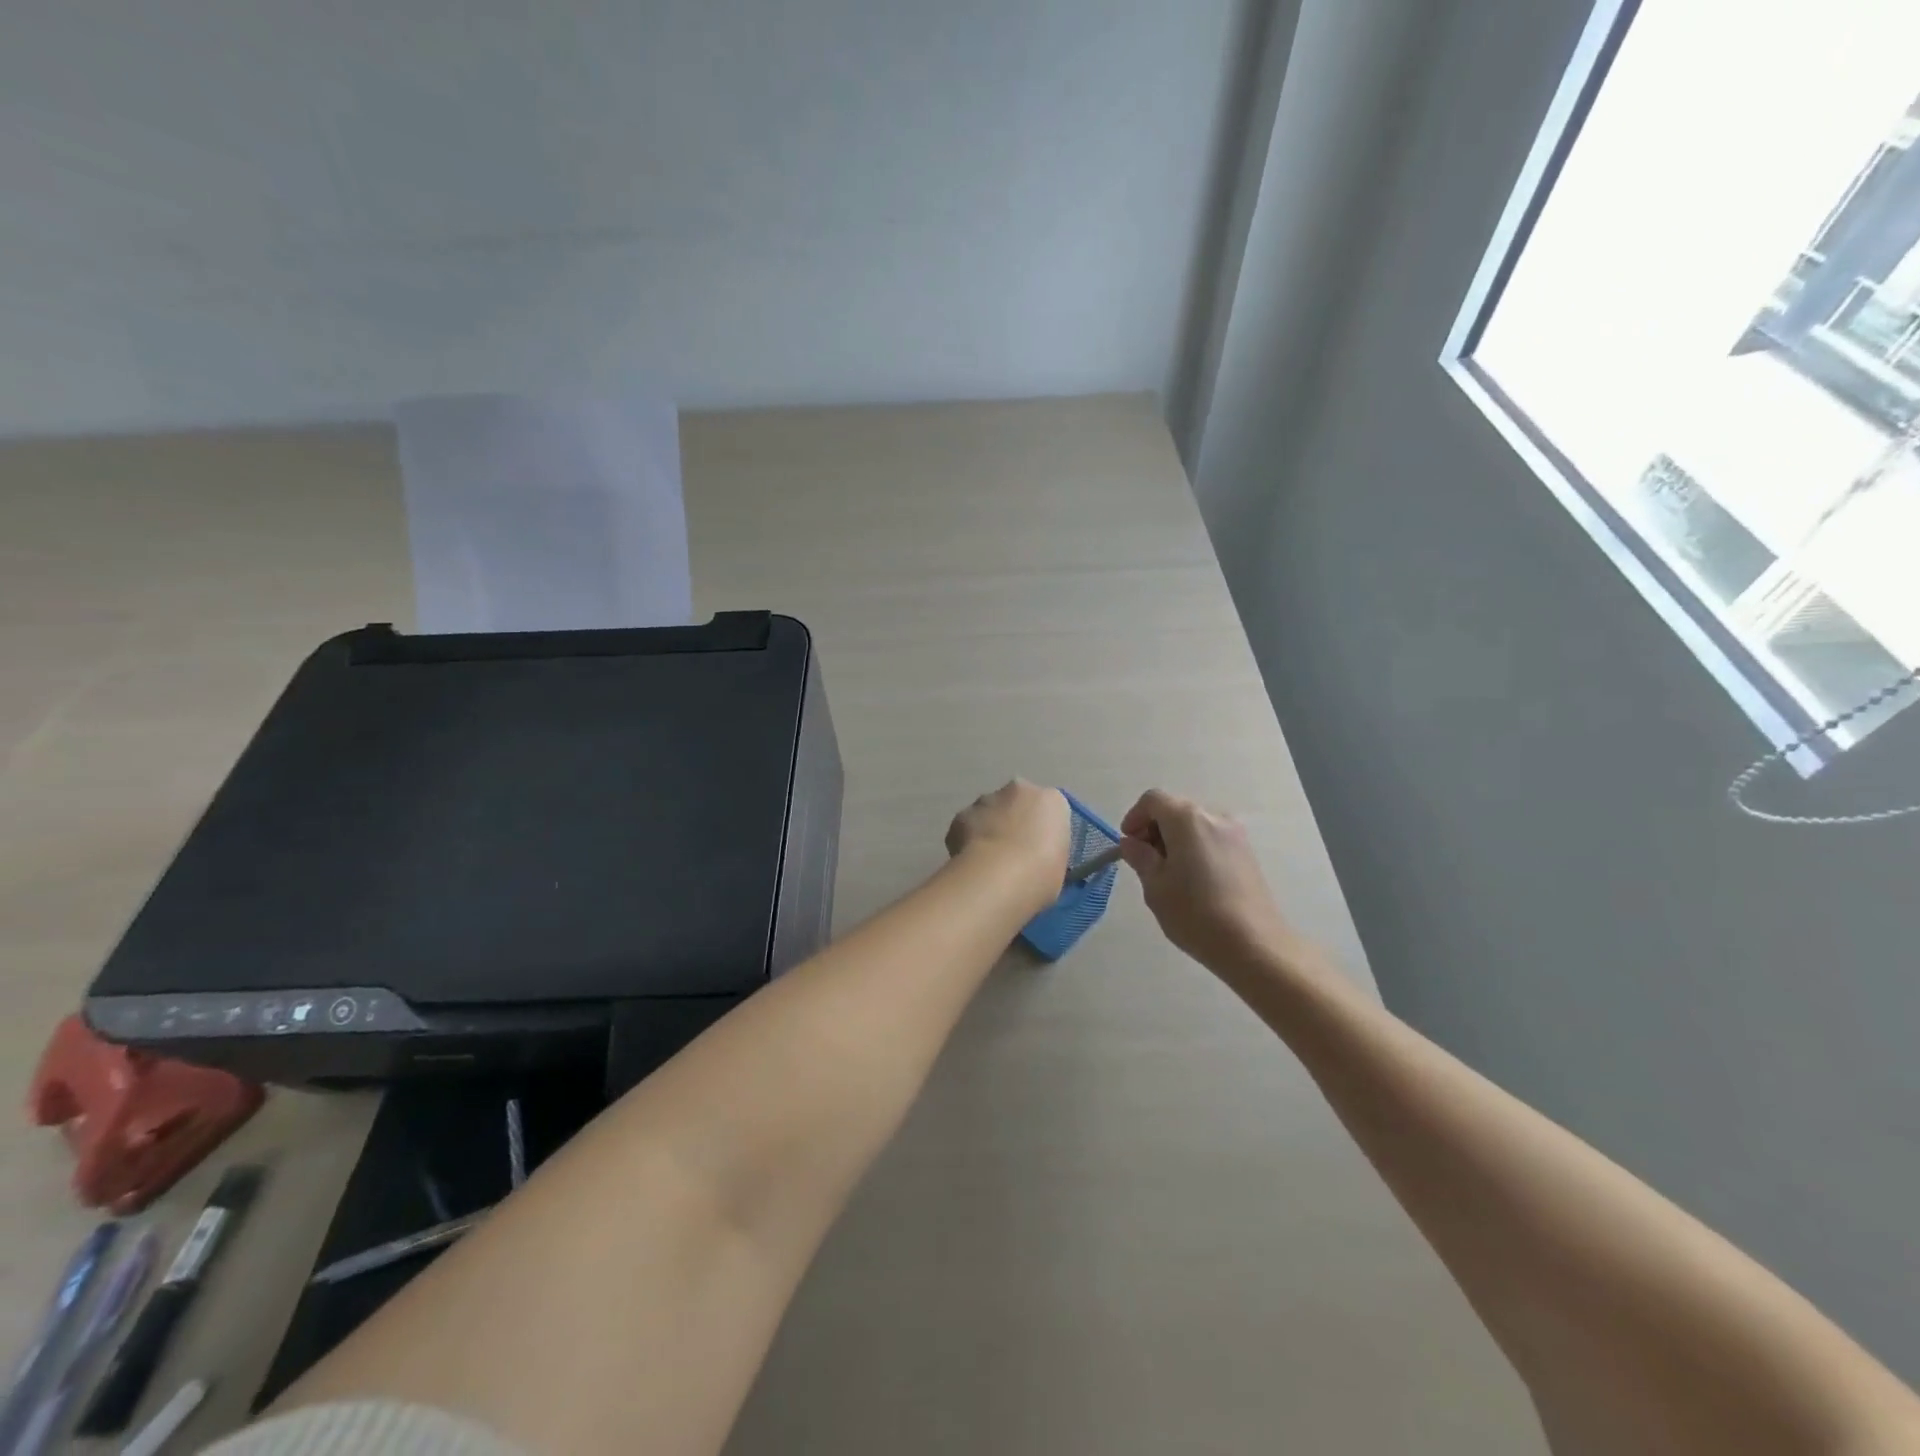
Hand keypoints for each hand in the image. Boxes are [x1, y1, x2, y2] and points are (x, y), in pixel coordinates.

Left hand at [946, 780, 1072, 902]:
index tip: (1038, 849)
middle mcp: (1018, 790)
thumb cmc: (1042, 874)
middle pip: (1016, 802)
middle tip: (1013, 852)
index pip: (1049, 807)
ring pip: (989, 811)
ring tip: (989, 861)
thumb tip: (1035, 856)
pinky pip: (967, 826)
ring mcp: (986, 800)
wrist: (999, 877)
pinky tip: (971, 862)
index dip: (1042, 829)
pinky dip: (968, 840)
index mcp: (1052, 800)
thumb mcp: (1061, 863)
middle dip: (1013, 821)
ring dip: (989, 828)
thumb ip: (1049, 848)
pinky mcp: (960, 815)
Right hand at [1119, 790, 1296, 973]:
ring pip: (1194, 825)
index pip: (1153, 800)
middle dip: (1154, 829)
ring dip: (1175, 839)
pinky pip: (1212, 839)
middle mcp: (1213, 816)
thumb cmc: (1195, 913)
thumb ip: (1140, 858)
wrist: (1254, 944)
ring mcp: (1235, 834)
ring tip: (1168, 873)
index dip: (1134, 817)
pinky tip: (1192, 880)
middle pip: (1175, 809)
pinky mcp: (1247, 853)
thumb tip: (1132, 843)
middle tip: (1145, 861)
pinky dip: (1195, 848)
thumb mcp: (1155, 886)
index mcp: (1186, 819)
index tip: (1128, 844)